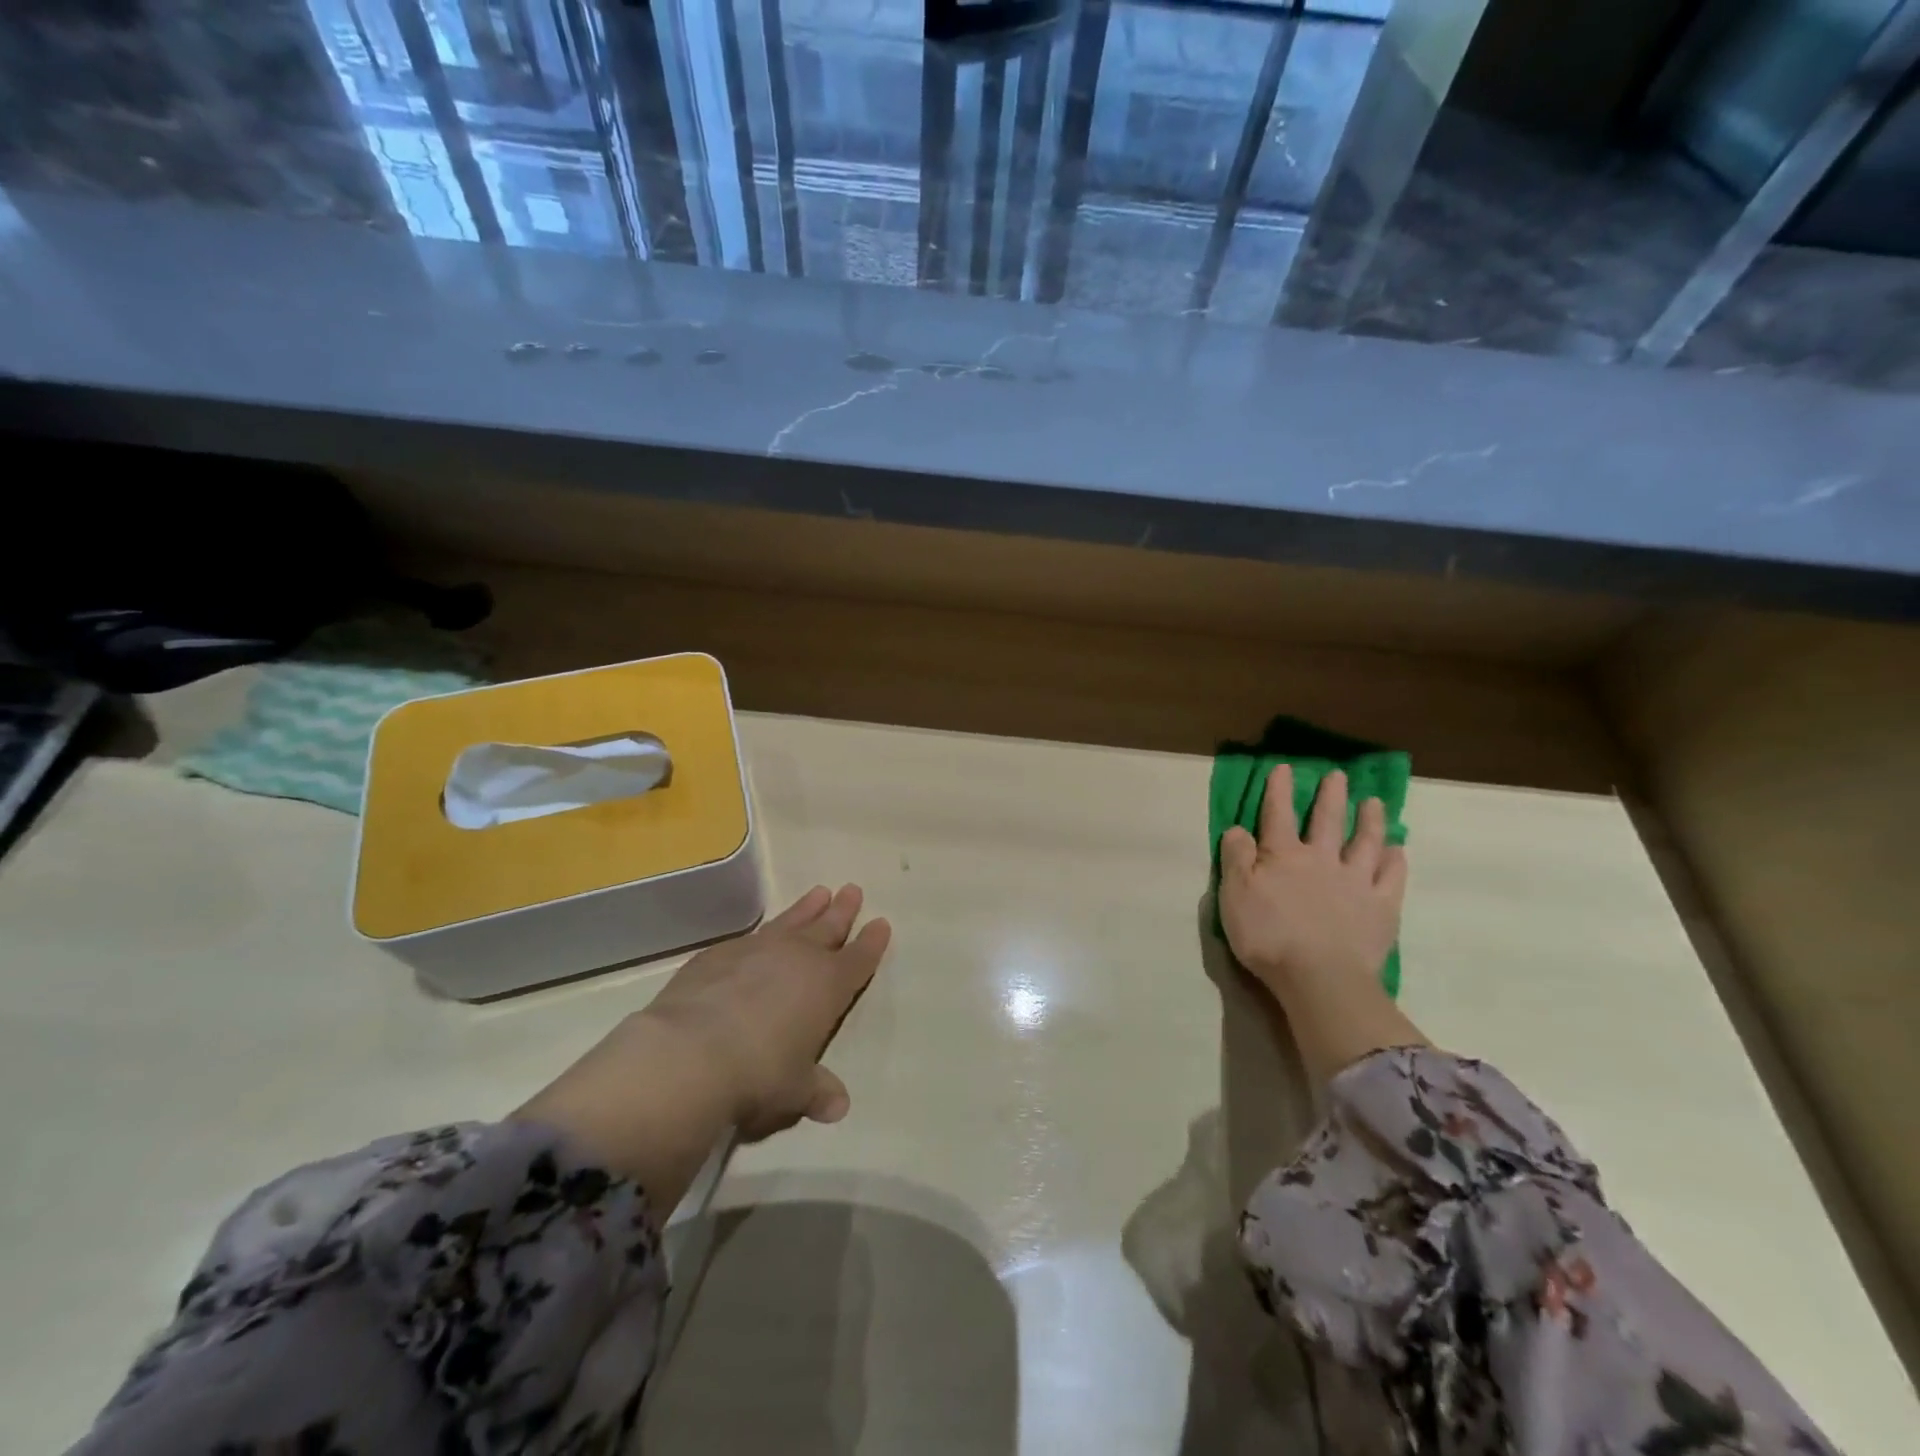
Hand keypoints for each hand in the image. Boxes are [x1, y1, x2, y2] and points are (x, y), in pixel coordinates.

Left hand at [644, 883, 890, 1137]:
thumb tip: (837, 1106)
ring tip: (819, 892)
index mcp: (828, 986)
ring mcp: (757, 950)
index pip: (858, 959)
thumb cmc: (758, 1074)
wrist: (691, 1052)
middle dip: (842, 911)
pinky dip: (763, 933)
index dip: (871, 943)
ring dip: (806, 908)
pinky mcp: (719, 954)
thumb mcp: (794, 1091)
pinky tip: (761, 934)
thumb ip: (816, 1092)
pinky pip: (750, 937)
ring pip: (791, 922)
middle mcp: (797, 958)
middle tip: (852, 890)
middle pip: (828, 927)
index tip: (881, 924)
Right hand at [1218, 766, 1405, 998]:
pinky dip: (1395, 860)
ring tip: (1374, 803)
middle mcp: (1322, 860)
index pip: (1278, 814)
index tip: (1285, 767)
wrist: (1320, 977)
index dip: (1280, 790)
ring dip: (1369, 820)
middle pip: (1327, 820)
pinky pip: (1391, 877)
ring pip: (1365, 842)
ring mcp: (1356, 882)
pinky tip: (1397, 850)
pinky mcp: (1382, 908)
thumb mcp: (1234, 896)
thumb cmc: (1268, 936)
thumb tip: (1237, 829)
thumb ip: (1236, 858)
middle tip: (1338, 776)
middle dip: (1331, 796)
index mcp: (1283, 856)